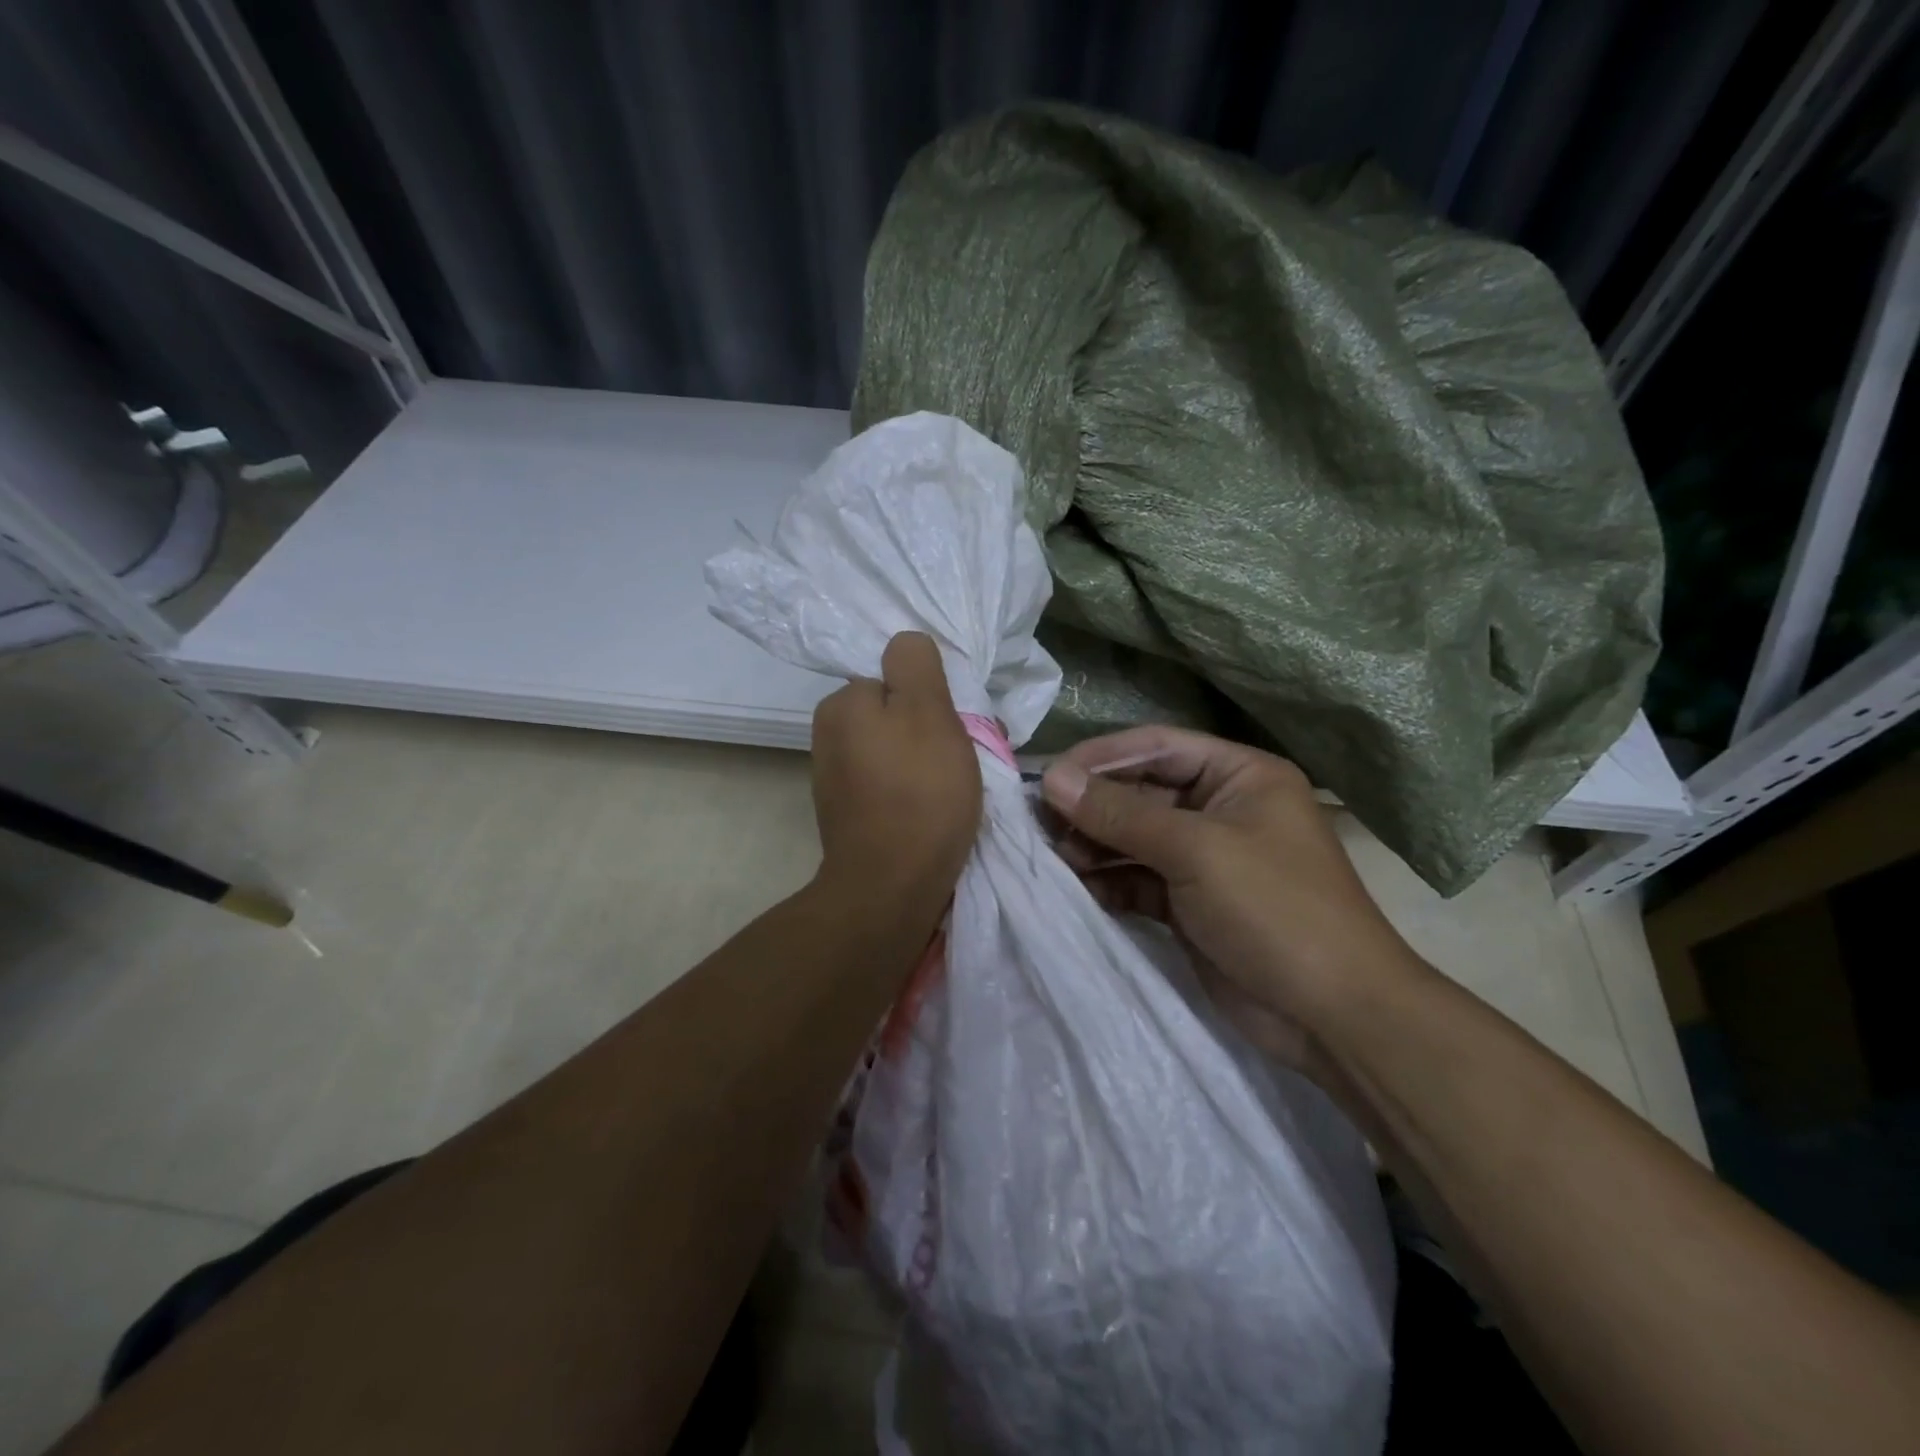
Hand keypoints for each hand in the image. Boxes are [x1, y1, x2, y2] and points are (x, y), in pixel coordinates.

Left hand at [809, 632, 981, 925]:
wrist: (891, 889)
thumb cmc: (918, 794)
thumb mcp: (927, 711)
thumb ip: (915, 665)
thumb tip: (903, 642)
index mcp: (842, 705)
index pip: (896, 680)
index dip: (932, 700)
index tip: (956, 728)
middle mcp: (828, 736)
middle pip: (895, 716)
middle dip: (931, 732)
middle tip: (962, 762)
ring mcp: (835, 779)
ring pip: (895, 751)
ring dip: (925, 763)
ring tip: (953, 791)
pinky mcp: (848, 815)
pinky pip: (888, 785)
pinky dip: (911, 792)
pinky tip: (932, 814)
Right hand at [1042, 726, 1424, 1069]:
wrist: (1332, 1016)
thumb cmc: (1274, 909)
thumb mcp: (1196, 850)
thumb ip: (1119, 813)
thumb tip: (1052, 777)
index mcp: (1240, 776)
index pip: (1158, 747)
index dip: (1102, 757)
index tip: (1050, 775)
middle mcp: (1222, 808)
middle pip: (1141, 792)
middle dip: (1093, 806)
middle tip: (1041, 822)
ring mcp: (1205, 858)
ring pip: (1135, 837)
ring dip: (1095, 844)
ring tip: (1056, 857)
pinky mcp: (1190, 903)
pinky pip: (1138, 877)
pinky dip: (1109, 880)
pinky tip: (1079, 886)